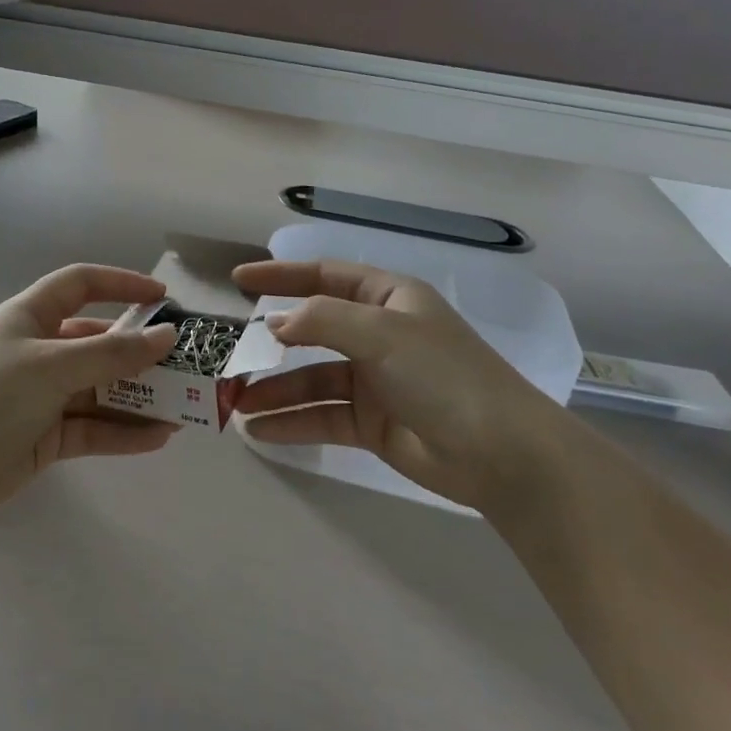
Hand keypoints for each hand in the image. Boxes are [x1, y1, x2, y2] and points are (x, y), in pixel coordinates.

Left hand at [0, 264, 180, 526]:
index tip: (163, 297)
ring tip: (183, 407)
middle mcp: (40, 350)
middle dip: (140, 352)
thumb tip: (167, 335)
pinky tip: (158, 439)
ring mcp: (43, 395)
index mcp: (32, 316)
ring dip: (139, 397)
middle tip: (185, 363)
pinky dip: (123, 432)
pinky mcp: (46, 435)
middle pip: (99, 342)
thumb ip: (114, 354)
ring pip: (101, 388)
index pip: (81, 284)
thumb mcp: (54, 366)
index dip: (121, 284)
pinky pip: (93, 427)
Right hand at [231, 259, 558, 508]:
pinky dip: (292, 422)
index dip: (280, 275)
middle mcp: (377, 335)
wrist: (502, 454)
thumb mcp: (382, 334)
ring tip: (236, 403)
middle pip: (312, 331)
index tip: (238, 280)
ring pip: (311, 379)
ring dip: (275, 390)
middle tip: (228, 353)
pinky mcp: (372, 423)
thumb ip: (321, 320)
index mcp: (387, 299)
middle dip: (270, 343)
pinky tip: (259, 432)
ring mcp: (374, 381)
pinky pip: (322, 416)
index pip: (324, 277)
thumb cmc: (444, 376)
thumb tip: (273, 323)